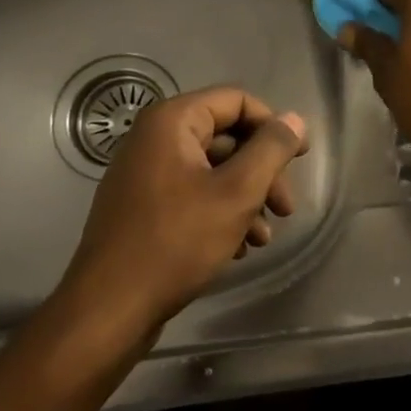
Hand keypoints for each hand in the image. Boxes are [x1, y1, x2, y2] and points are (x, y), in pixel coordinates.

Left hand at [62, 86, 307, 336]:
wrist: (110, 308)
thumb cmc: (177, 241)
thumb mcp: (237, 192)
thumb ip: (271, 150)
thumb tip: (294, 120)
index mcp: (172, 122)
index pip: (237, 101)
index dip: (273, 126)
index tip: (300, 159)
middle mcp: (154, 138)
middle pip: (227, 137)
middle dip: (263, 172)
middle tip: (286, 208)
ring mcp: (145, 174)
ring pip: (213, 171)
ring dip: (247, 198)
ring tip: (264, 237)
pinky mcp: (143, 207)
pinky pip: (193, 194)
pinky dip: (221, 213)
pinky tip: (239, 247)